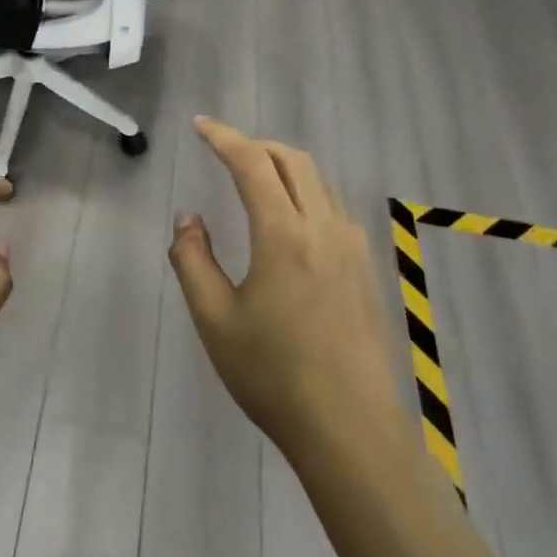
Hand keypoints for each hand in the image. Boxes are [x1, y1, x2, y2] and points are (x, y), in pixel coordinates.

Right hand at [169, 118, 404, 462]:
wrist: (352, 431)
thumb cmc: (274, 375)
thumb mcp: (214, 320)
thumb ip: (193, 260)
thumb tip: (189, 218)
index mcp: (284, 235)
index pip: (253, 164)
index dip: (224, 137)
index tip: (200, 125)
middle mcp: (323, 229)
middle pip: (293, 160)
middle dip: (256, 145)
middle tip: (224, 151)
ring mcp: (352, 248)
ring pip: (319, 181)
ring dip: (283, 166)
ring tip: (254, 179)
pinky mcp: (366, 270)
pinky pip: (334, 208)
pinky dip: (306, 192)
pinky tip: (291, 221)